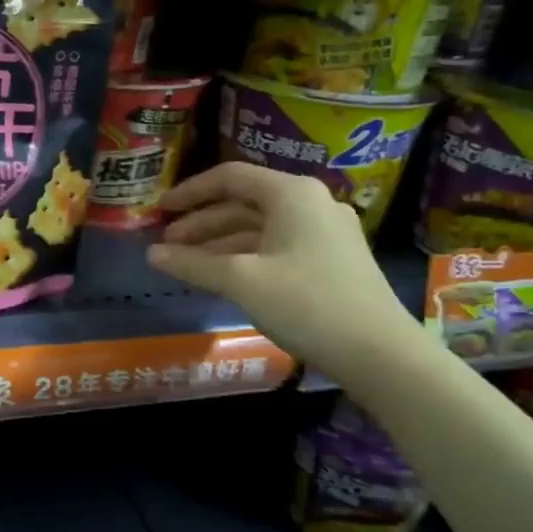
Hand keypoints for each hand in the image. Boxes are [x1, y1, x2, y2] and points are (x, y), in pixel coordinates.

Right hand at [146, 163, 424, 382]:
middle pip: (244, 203)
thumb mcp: (241, 281)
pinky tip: (223, 277)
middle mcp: (311, 203)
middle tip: (167, 244)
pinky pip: (276, 246)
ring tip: (186, 264)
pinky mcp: (332, 259)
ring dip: (220, 242)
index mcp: (292, 194)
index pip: (230, 177)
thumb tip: (152, 254)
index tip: (160, 209)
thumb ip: (193, 263)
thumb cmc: (307, 304)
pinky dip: (245, 257)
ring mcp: (325, 232)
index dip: (190, 192)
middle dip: (202, 223)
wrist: (380, 353)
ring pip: (259, 228)